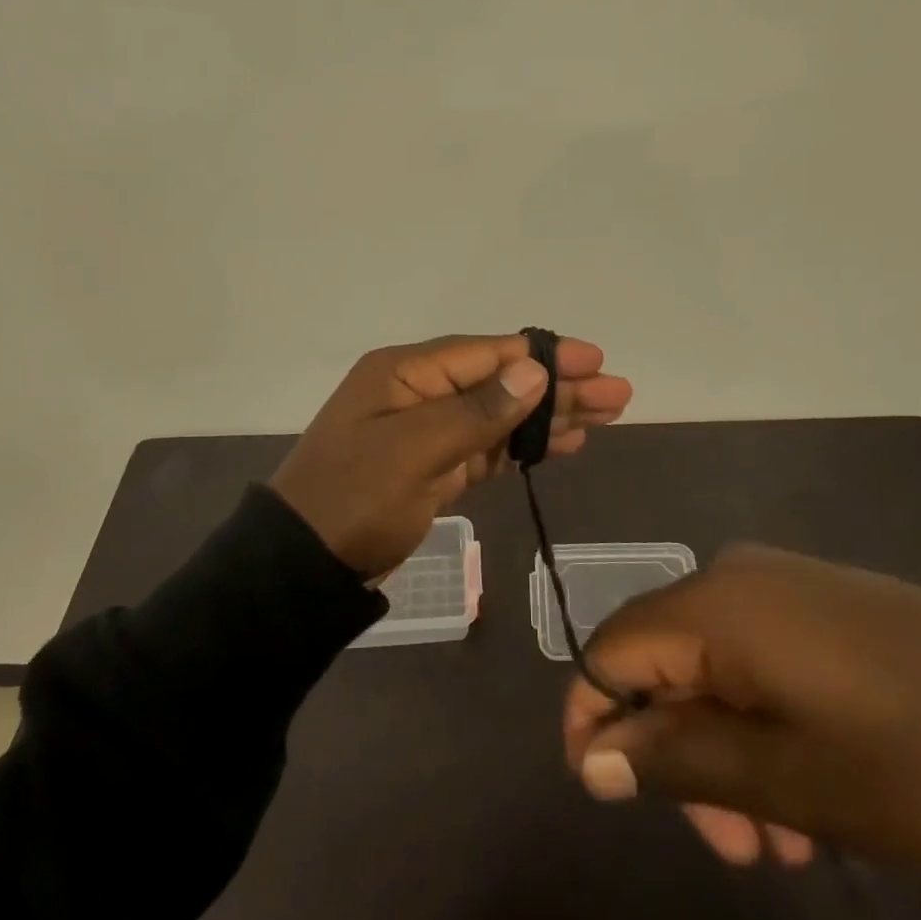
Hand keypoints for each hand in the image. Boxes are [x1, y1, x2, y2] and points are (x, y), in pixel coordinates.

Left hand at [270, 333, 631, 577]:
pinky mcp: (433, 467)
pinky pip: (488, 447)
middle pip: (501, 382)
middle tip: (617, 393)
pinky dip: (524, 446)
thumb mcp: (414, 451)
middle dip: (559, 387)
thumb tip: (533, 371)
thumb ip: (477, 411)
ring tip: (606, 416)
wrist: (303, 565)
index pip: (488, 354)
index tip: (594, 359)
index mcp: (407, 373)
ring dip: (550, 416)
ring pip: (500, 415)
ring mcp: (427, 431)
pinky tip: (562, 444)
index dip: (544, 356)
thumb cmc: (354, 499)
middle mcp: (420, 392)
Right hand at [561, 545, 920, 871]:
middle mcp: (733, 577)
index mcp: (713, 606)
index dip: (594, 719)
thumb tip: (590, 759)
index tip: (608, 793)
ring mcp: (780, 584)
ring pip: (711, 667)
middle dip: (677, 754)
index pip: (610, 650)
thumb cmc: (909, 757)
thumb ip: (675, 761)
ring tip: (786, 839)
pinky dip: (760, 720)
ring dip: (726, 751)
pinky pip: (756, 654)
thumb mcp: (786, 778)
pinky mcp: (817, 601)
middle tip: (733, 846)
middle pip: (662, 662)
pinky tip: (809, 787)